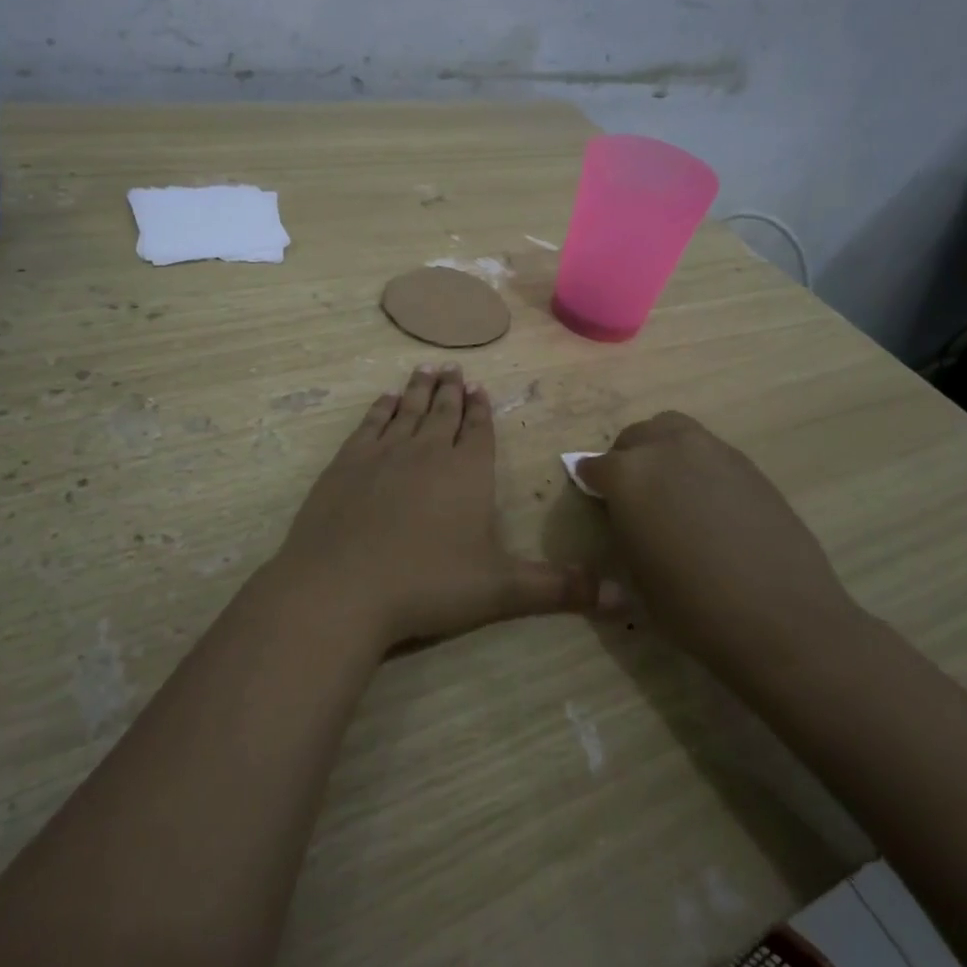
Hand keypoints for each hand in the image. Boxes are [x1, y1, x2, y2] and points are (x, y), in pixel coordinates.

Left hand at [269, 365, 598, 650]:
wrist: (342, 585)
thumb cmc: (427, 584)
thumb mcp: (500, 591)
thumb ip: (558, 589)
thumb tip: (623, 599)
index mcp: (467, 472)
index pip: (479, 431)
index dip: (481, 410)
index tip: (480, 388)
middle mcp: (428, 451)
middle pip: (443, 413)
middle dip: (452, 391)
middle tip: (454, 368)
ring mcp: (384, 453)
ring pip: (407, 411)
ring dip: (418, 390)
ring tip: (426, 370)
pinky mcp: (347, 462)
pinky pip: (370, 424)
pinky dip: (380, 408)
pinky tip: (384, 399)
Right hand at [579, 412, 861, 669]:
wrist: (781, 617)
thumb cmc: (692, 606)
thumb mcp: (635, 572)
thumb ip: (623, 527)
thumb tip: (624, 512)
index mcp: (627, 474)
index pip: (594, 465)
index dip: (592, 484)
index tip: (596, 500)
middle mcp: (665, 448)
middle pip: (635, 437)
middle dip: (626, 459)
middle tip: (633, 495)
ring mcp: (711, 450)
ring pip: (673, 431)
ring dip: (663, 450)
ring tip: (672, 489)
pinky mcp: (747, 464)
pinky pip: (708, 451)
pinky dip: (698, 465)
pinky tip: (709, 504)